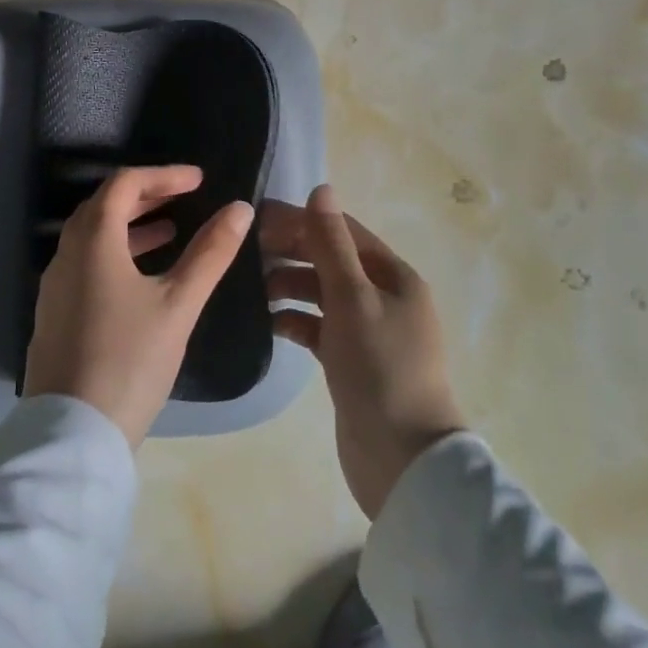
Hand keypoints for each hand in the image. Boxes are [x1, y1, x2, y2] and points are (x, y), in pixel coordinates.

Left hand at [24, 165, 254, 446]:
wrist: (73, 432)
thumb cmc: (130, 359)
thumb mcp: (179, 303)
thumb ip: (210, 253)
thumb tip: (239, 209)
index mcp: (92, 239)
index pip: (125, 183)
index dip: (163, 175)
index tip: (199, 180)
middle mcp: (66, 251)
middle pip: (104, 204)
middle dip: (146, 195)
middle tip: (184, 198)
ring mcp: (55, 283)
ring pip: (92, 234)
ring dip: (131, 224)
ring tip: (170, 230)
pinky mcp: (54, 310)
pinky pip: (85, 261)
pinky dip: (115, 251)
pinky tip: (141, 275)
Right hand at [264, 185, 466, 518]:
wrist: (402, 460)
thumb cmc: (380, 367)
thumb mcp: (353, 297)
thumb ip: (331, 244)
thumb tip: (320, 188)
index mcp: (394, 276)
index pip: (342, 230)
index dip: (302, 220)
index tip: (257, 217)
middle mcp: (384, 297)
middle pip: (331, 260)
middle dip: (292, 251)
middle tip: (246, 251)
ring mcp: (368, 331)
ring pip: (322, 293)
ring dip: (290, 285)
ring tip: (253, 288)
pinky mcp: (351, 361)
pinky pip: (318, 327)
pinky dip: (295, 320)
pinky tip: (268, 322)